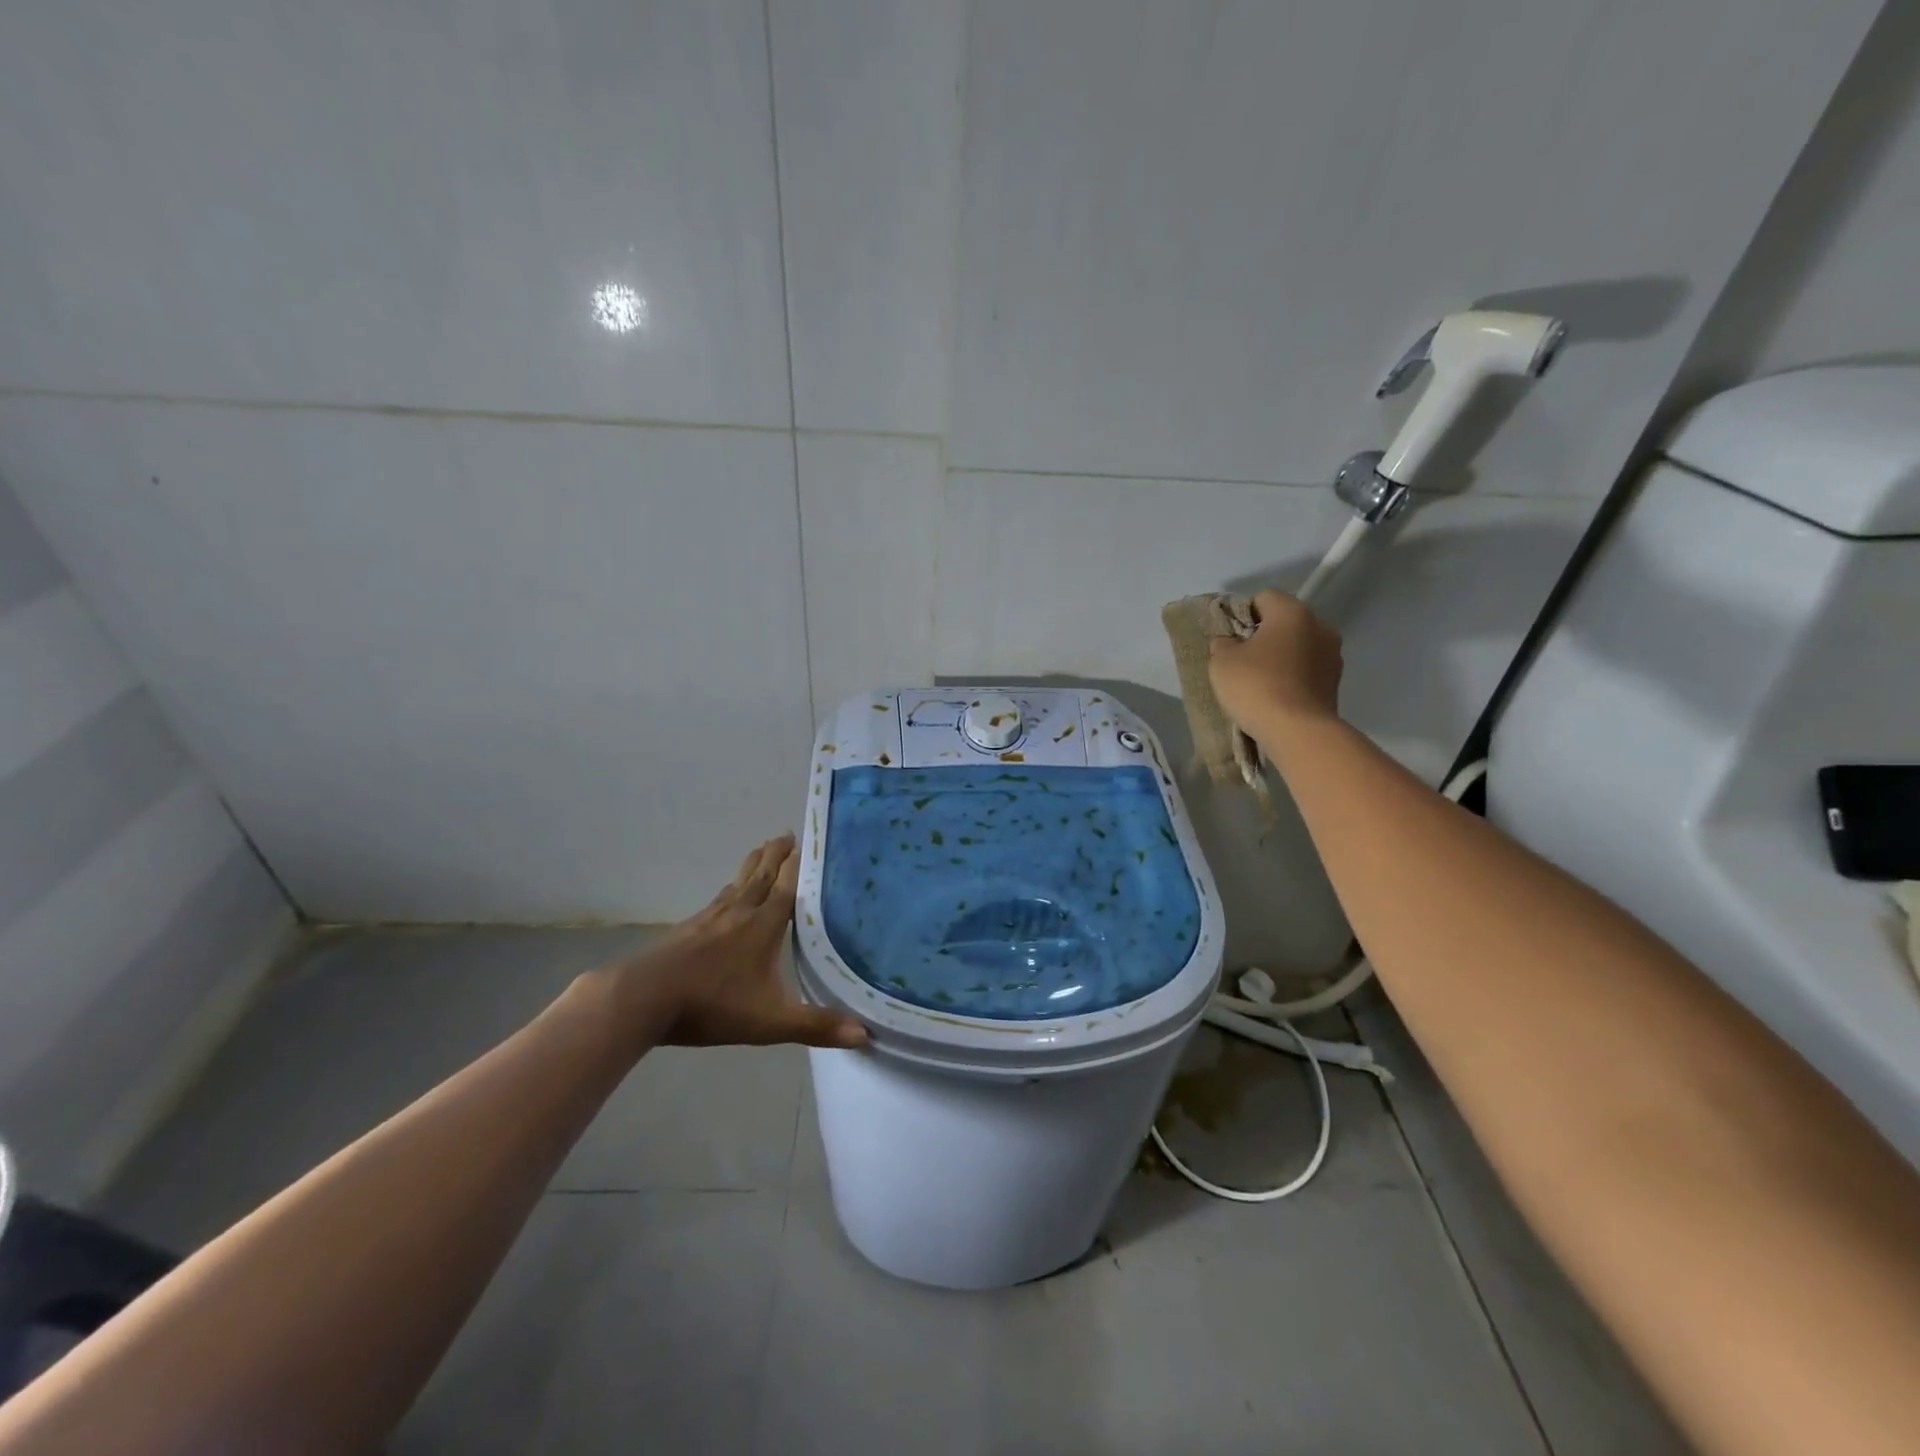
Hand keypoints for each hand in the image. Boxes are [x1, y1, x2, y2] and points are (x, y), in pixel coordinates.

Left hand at [602, 836, 867, 1051]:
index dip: (799, 863)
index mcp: (763, 925)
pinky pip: (719, 898)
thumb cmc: (713, 1004)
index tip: (811, 841)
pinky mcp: (689, 928)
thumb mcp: (770, 1021)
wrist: (644, 998)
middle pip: (762, 874)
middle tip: (789, 834)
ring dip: (754, 864)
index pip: (787, 885)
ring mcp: (711, 917)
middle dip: (777, 854)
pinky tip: (728, 894)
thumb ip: (816, 1025)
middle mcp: (740, 911)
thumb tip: (866, 1035)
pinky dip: (732, 887)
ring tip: (763, 850)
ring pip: (738, 882)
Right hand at [1208, 589, 1343, 740]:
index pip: (1264, 597)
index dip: (1243, 614)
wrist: (1297, 731)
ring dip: (1282, 658)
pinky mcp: (1336, 683)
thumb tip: (1230, 643)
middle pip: (1285, 622)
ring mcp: (1333, 656)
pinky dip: (1293, 678)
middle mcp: (1320, 626)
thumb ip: (1223, 644)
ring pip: (1299, 647)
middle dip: (1265, 636)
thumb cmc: (1256, 685)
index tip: (1231, 638)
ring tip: (1261, 683)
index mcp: (1292, 612)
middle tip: (1243, 661)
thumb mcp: (1222, 662)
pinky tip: (1276, 697)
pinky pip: (1308, 671)